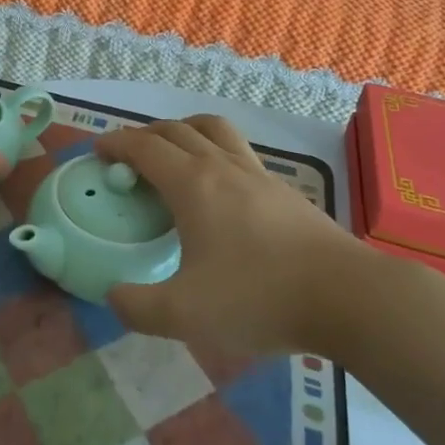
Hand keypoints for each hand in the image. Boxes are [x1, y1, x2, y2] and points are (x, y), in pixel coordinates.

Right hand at [96, 115, 365, 357]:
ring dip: (184, 130)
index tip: (97, 152)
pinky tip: (219, 187)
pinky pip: (238, 151)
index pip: (144, 147)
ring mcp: (257, 173)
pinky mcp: (283, 189)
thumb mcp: (185, 315)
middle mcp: (222, 167)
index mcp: (192, 185)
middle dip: (144, 134)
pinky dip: (215, 151)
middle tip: (128, 156)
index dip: (116, 143)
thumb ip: (138, 307)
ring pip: (213, 129)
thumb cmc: (259, 297)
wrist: (346, 295)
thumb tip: (112, 296)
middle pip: (176, 129)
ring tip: (174, 152)